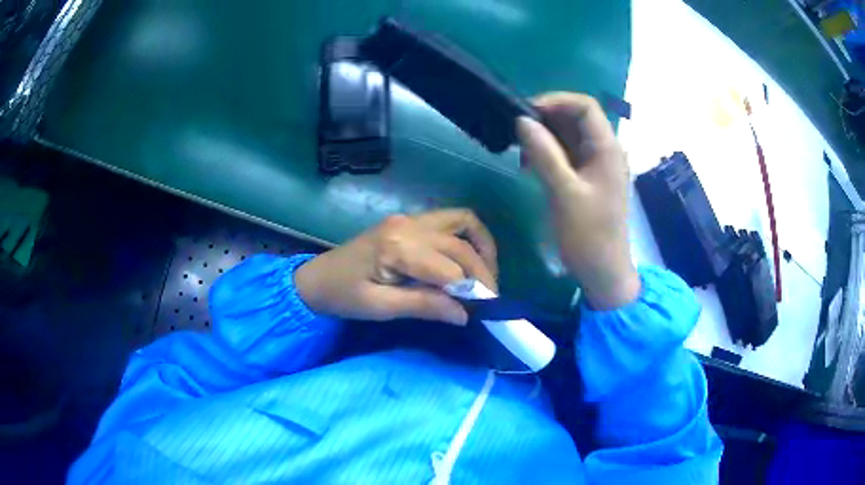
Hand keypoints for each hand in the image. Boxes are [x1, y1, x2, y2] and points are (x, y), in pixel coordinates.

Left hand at [295, 209, 497, 324]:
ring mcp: (409, 218)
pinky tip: (470, 257)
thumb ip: (423, 306)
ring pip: (462, 221)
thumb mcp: (380, 308)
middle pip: (461, 244)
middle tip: (490, 298)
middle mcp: (408, 225)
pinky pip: (450, 220)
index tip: (486, 310)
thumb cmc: (343, 296)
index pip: (450, 268)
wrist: (317, 278)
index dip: (473, 290)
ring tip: (486, 275)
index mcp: (397, 248)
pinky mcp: (409, 221)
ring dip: (481, 246)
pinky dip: (468, 236)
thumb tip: (465, 313)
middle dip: (483, 272)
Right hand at [517, 92, 639, 309]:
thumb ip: (544, 154)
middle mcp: (606, 151)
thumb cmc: (589, 235)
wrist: (603, 273)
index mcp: (608, 149)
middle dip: (546, 120)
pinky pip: (569, 155)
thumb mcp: (564, 193)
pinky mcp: (589, 178)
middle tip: (517, 133)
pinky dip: (549, 154)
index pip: (585, 106)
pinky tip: (531, 165)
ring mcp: (598, 165)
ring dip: (545, 138)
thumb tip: (522, 120)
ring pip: (570, 136)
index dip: (556, 101)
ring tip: (521, 152)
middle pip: (577, 119)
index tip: (526, 112)